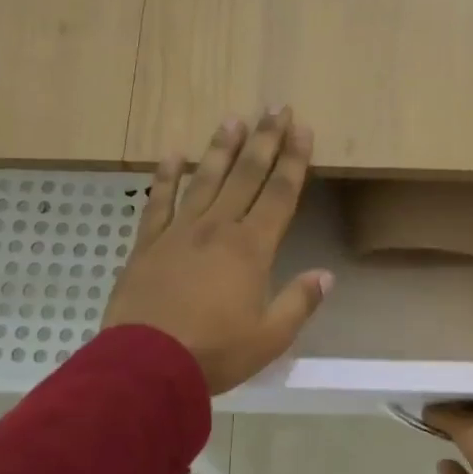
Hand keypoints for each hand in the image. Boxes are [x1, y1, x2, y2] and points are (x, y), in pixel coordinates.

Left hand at [103, 109, 330, 394]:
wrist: (146, 365)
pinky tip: (172, 155)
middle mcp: (217, 229)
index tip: (303, 130)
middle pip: (246, 176)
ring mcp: (179, 233)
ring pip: (205, 179)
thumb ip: (299, 302)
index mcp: (251, 249)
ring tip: (232, 119)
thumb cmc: (214, 353)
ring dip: (220, 149)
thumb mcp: (269, 338)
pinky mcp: (147, 245)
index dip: (293, 160)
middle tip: (275, 107)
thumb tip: (326, 275)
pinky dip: (165, 177)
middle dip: (264, 140)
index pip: (279, 194)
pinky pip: (158, 202)